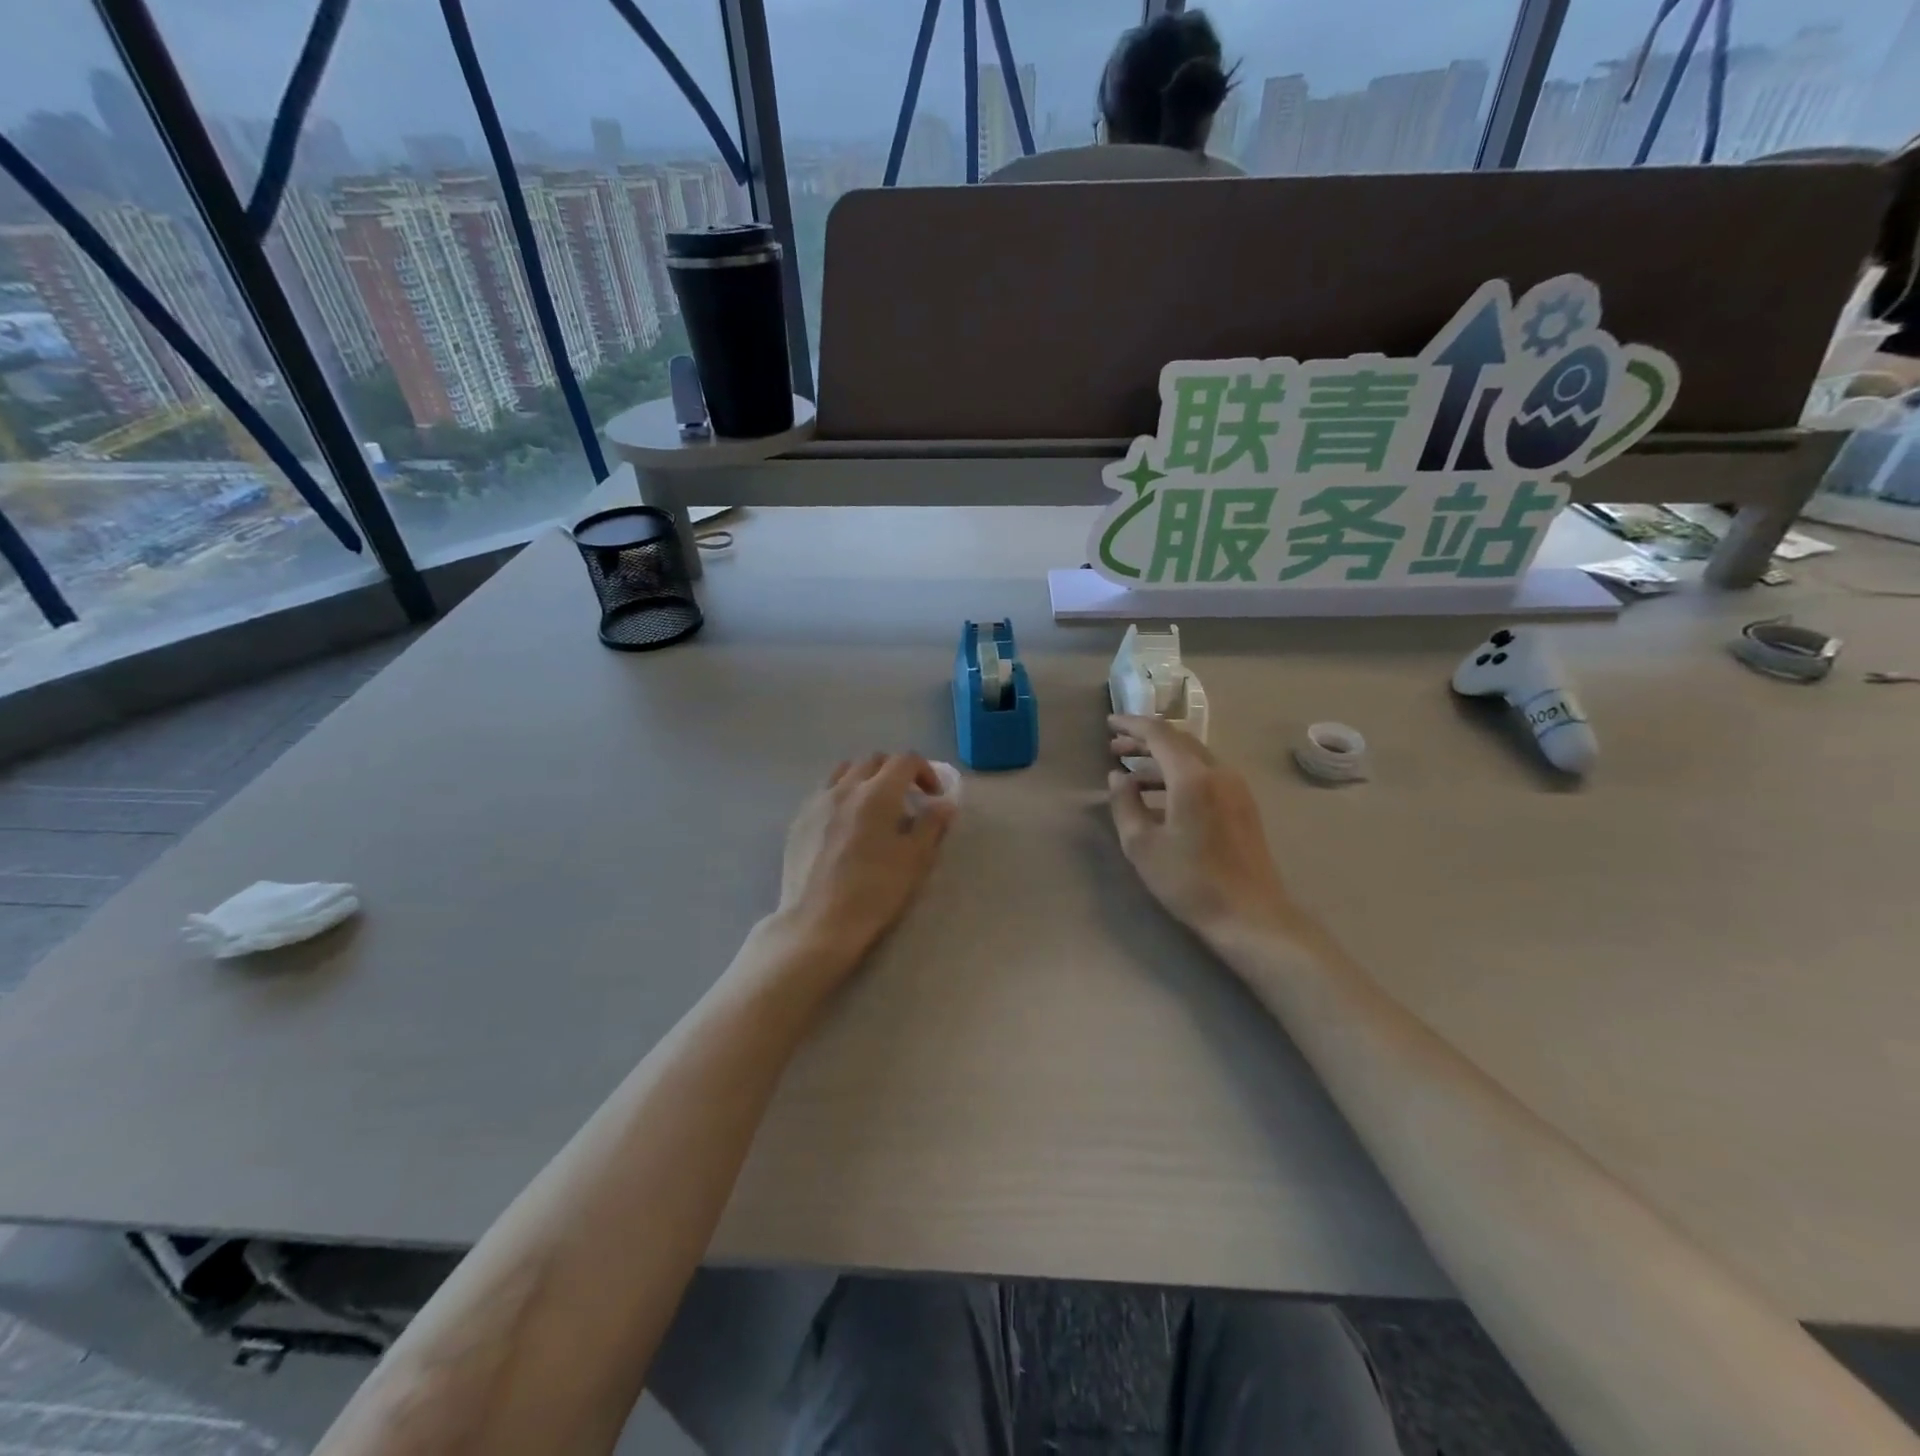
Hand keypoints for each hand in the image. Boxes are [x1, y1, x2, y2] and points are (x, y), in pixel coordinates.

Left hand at [773, 753, 956, 973]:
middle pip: (873, 760)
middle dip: (895, 771)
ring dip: (865, 778)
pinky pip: (824, 792)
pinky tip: (846, 823)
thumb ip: (932, 825)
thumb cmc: (874, 891)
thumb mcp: (916, 860)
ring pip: (844, 771)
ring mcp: (817, 802)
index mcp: (877, 793)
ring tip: (874, 805)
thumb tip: (944, 804)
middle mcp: (845, 788)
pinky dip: (842, 794)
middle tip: (907, 798)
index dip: (925, 771)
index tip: (934, 797)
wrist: (818, 923)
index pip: (905, 760)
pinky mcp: (799, 821)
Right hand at [1107, 716, 1298, 941]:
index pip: (1159, 734)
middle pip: (1179, 740)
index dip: (1131, 725)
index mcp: (1192, 777)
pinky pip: (1207, 775)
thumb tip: (1118, 777)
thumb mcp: (1142, 845)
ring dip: (1162, 760)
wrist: (1250, 915)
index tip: (1108, 723)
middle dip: (1145, 741)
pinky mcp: (1244, 806)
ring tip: (1132, 775)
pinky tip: (1162, 797)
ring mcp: (1236, 788)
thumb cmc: (1189, 881)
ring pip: (1194, 758)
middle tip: (1115, 748)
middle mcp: (1219, 772)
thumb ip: (1124, 804)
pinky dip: (1180, 775)